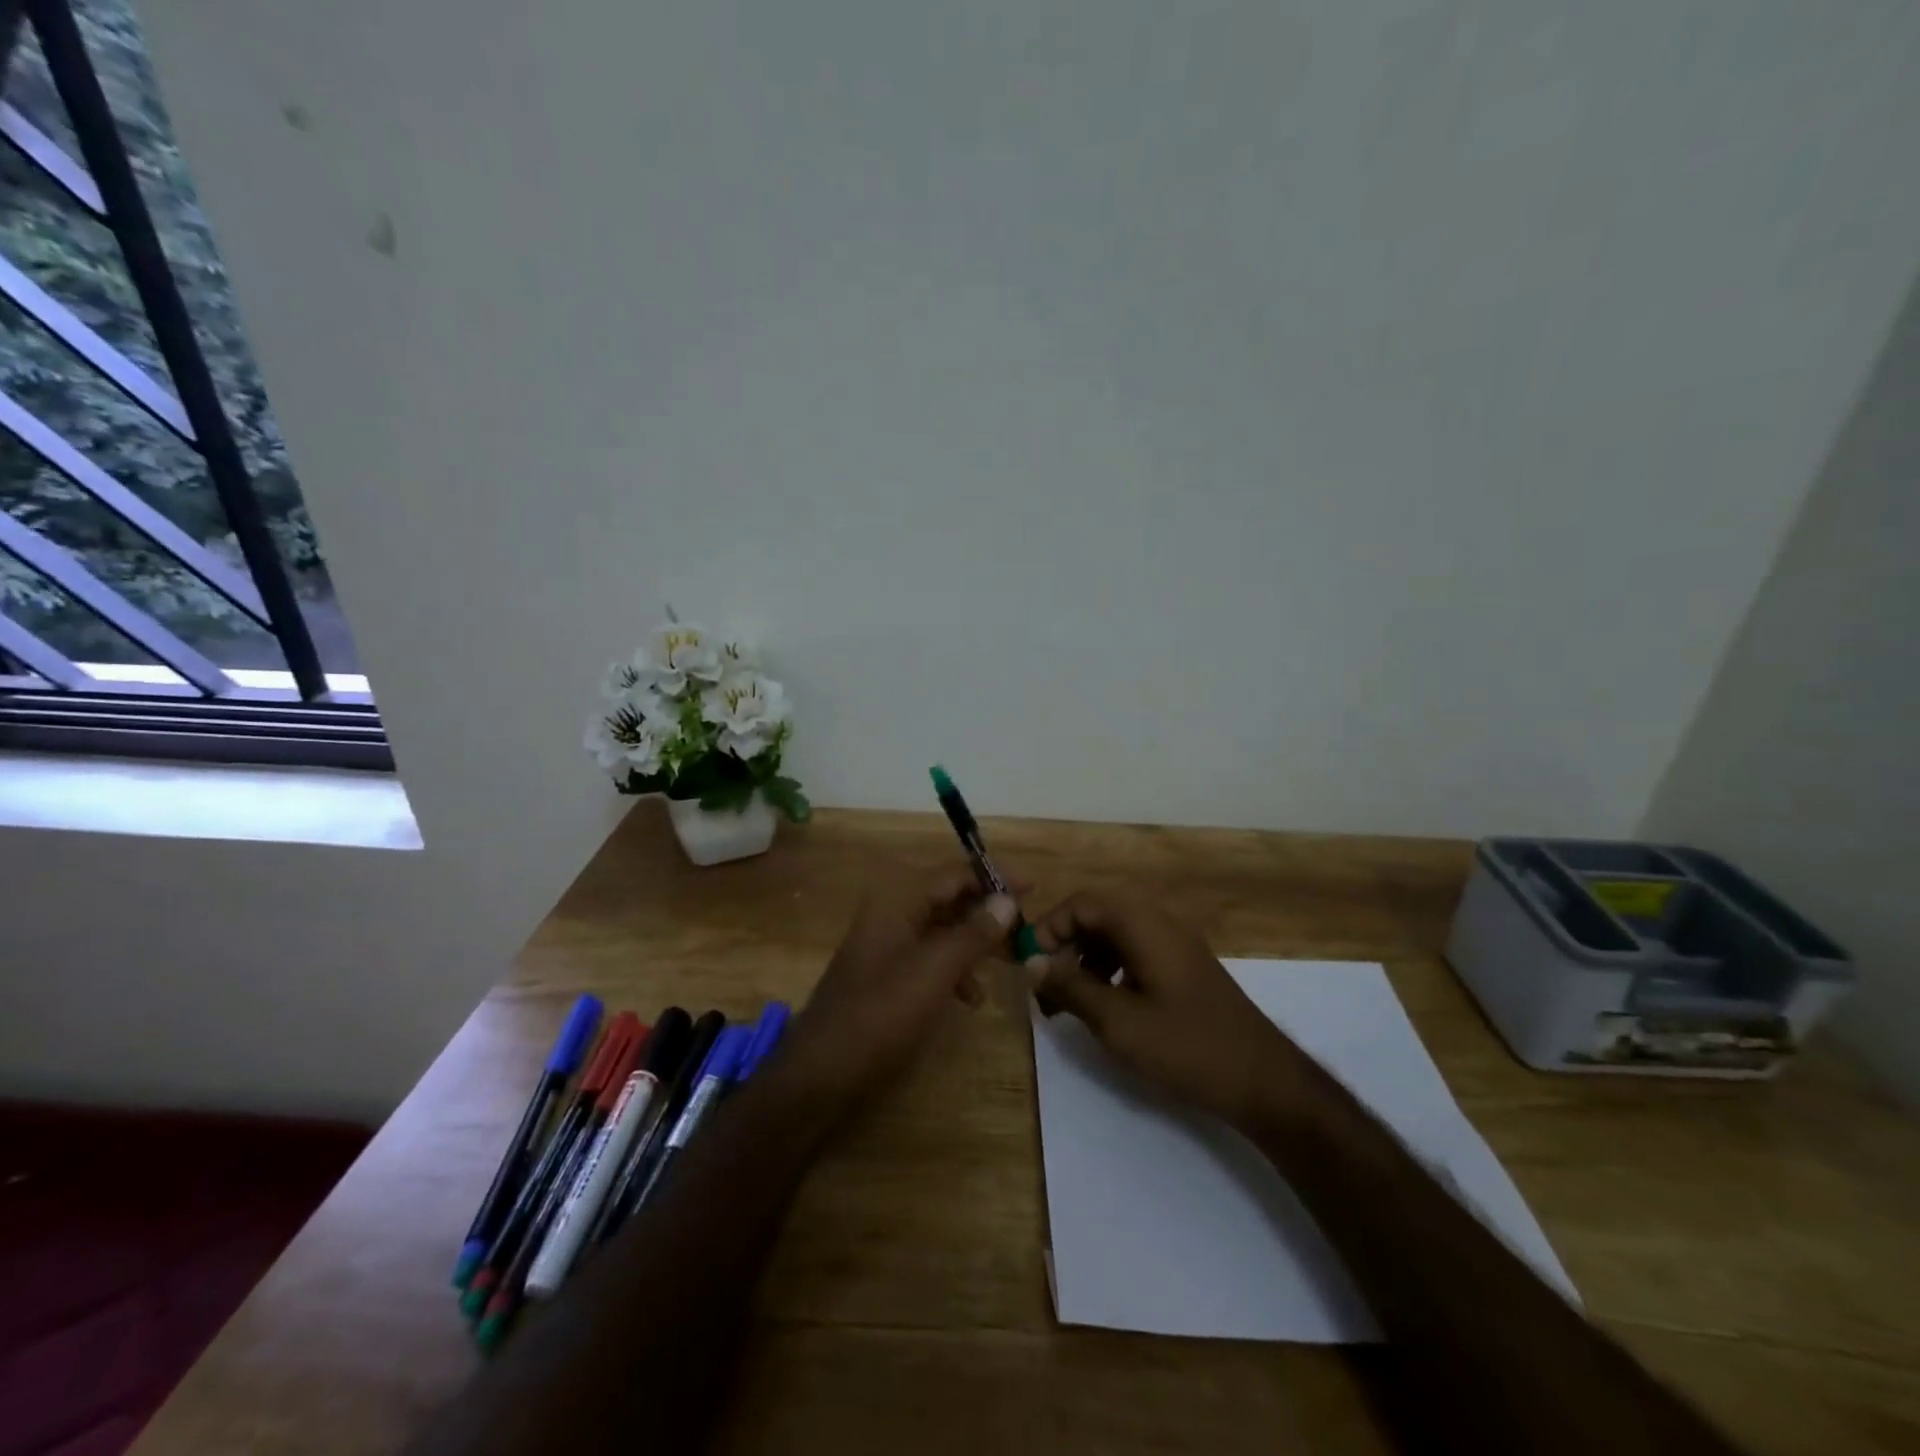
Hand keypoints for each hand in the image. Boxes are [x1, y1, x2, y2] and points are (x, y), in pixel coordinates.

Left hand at [778, 871, 1019, 1111]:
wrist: (822, 1071)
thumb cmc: (881, 1013)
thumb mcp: (935, 971)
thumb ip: (973, 933)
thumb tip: (1007, 900)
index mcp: (898, 900)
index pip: (954, 873)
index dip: (994, 877)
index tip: (1032, 886)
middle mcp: (890, 912)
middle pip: (948, 898)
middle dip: (987, 913)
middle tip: (1024, 930)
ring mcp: (886, 944)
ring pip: (941, 929)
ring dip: (974, 942)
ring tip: (1007, 964)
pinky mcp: (885, 974)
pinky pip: (928, 956)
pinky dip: (953, 968)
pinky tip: (972, 997)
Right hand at [1028, 889, 1316, 1126]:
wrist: (1263, 1080)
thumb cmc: (1186, 1046)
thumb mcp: (1118, 1021)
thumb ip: (1071, 987)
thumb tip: (1032, 964)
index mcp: (1143, 924)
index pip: (1082, 904)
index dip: (1050, 928)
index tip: (1031, 965)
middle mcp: (1159, 922)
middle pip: (1097, 915)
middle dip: (1065, 946)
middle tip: (1046, 986)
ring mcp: (1175, 944)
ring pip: (1115, 935)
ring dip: (1085, 960)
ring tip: (1068, 1003)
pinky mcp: (1184, 968)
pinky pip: (1135, 952)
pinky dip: (1109, 971)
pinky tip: (1105, 1006)